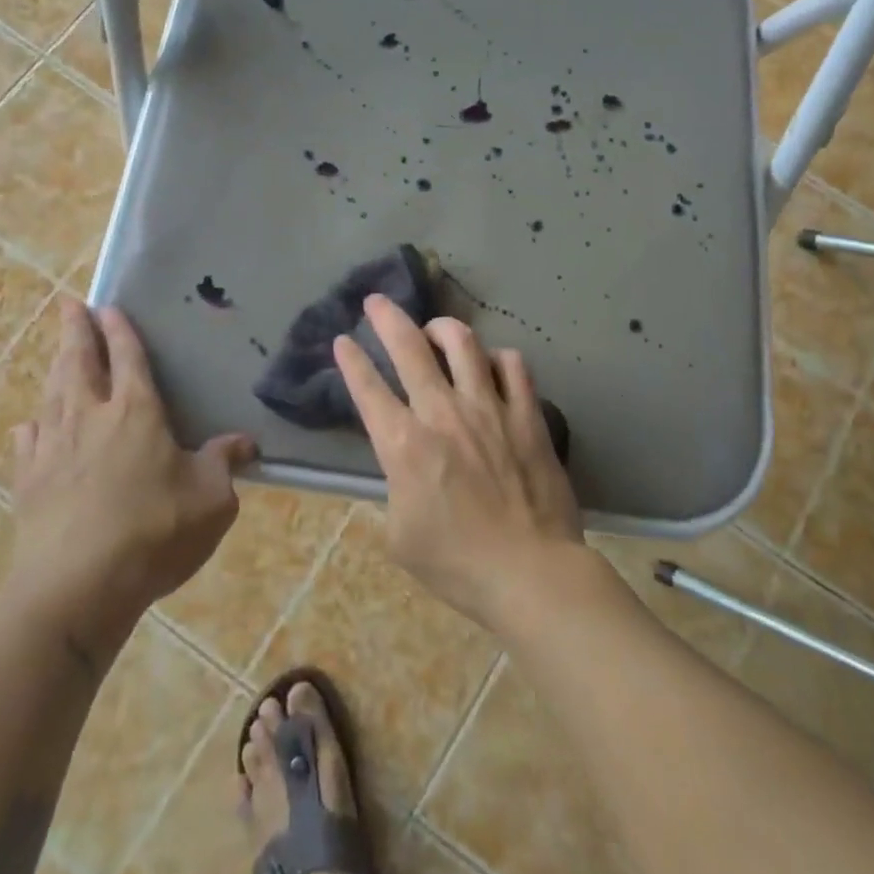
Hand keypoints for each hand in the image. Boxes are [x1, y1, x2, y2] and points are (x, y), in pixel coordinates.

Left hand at [2, 298, 255, 656]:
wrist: (77, 588)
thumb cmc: (155, 532)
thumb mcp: (211, 499)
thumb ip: (224, 464)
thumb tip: (245, 442)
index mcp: (137, 412)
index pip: (128, 358)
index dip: (119, 331)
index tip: (108, 307)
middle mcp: (91, 418)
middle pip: (80, 363)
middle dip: (76, 331)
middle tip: (69, 306)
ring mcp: (54, 448)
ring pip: (53, 394)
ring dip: (55, 367)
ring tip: (57, 351)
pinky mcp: (29, 482)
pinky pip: (28, 442)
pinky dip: (31, 426)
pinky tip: (28, 423)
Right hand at [334, 295, 583, 632]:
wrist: (530, 572)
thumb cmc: (457, 564)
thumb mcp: (399, 536)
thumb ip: (394, 490)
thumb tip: (403, 469)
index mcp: (404, 445)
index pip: (367, 389)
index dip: (350, 361)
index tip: (342, 340)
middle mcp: (442, 413)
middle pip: (408, 347)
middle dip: (386, 317)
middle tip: (376, 301)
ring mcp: (488, 408)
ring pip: (462, 342)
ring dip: (442, 327)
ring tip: (435, 330)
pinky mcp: (526, 413)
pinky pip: (512, 365)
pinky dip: (497, 358)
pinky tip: (491, 365)